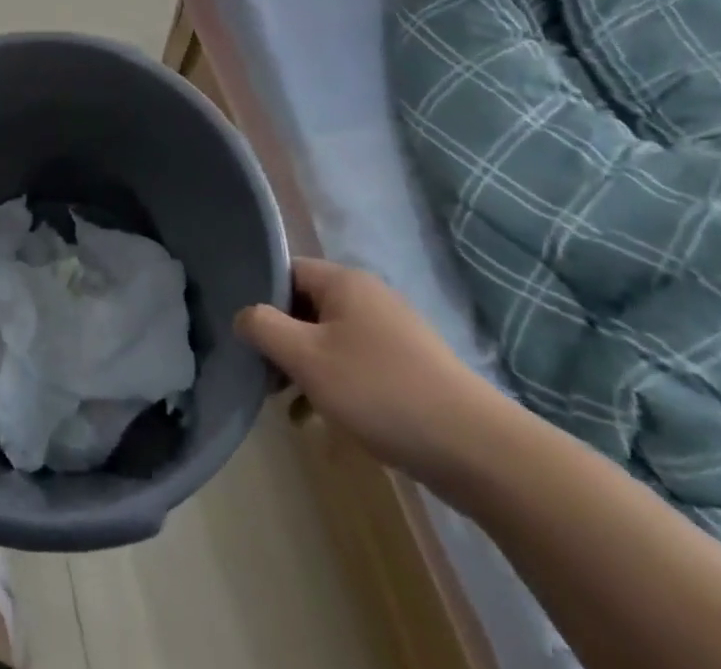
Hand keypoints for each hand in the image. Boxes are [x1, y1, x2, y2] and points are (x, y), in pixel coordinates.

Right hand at [235, 258, 509, 485]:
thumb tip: (242, 315)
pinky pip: (357, 366)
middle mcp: (369, 297)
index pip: (285, 271)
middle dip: (283, 342)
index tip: (246, 336)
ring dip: (307, 370)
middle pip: (307, 307)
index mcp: (344, 282)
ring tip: (291, 409)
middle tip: (265, 378)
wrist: (477, 450)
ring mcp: (394, 333)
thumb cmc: (380, 391)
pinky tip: (328, 428)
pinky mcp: (411, 369)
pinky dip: (337, 388)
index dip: (260, 298)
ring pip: (330, 341)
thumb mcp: (307, 358)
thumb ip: (263, 327)